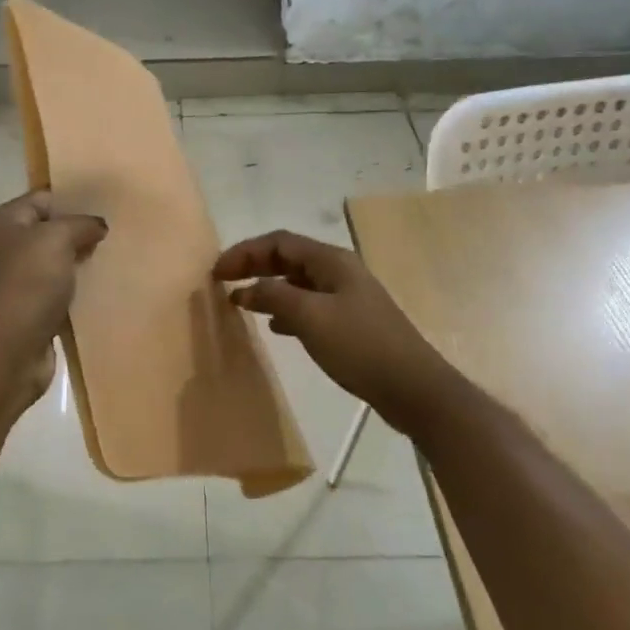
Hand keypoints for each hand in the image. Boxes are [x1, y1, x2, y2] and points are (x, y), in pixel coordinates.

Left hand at [0, 192, 107, 407]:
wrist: (4, 352)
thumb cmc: (25, 285)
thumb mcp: (55, 239)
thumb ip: (80, 224)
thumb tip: (97, 225)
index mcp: (5, 222)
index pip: (44, 198)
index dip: (75, 199)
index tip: (110, 204)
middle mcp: (8, 248)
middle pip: (52, 232)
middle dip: (83, 233)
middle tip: (121, 232)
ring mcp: (19, 282)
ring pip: (59, 265)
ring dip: (84, 264)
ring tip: (119, 258)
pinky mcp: (32, 313)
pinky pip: (62, 294)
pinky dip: (81, 293)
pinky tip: (107, 290)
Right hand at [214, 230, 456, 432]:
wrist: (412, 387)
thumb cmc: (360, 346)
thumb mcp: (311, 317)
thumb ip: (274, 297)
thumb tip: (246, 288)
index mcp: (331, 261)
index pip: (279, 242)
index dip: (245, 252)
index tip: (217, 272)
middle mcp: (338, 272)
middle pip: (288, 259)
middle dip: (254, 266)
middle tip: (223, 282)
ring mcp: (346, 298)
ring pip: (297, 283)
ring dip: (267, 288)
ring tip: (241, 303)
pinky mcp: (350, 323)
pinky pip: (308, 306)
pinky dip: (285, 310)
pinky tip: (275, 327)